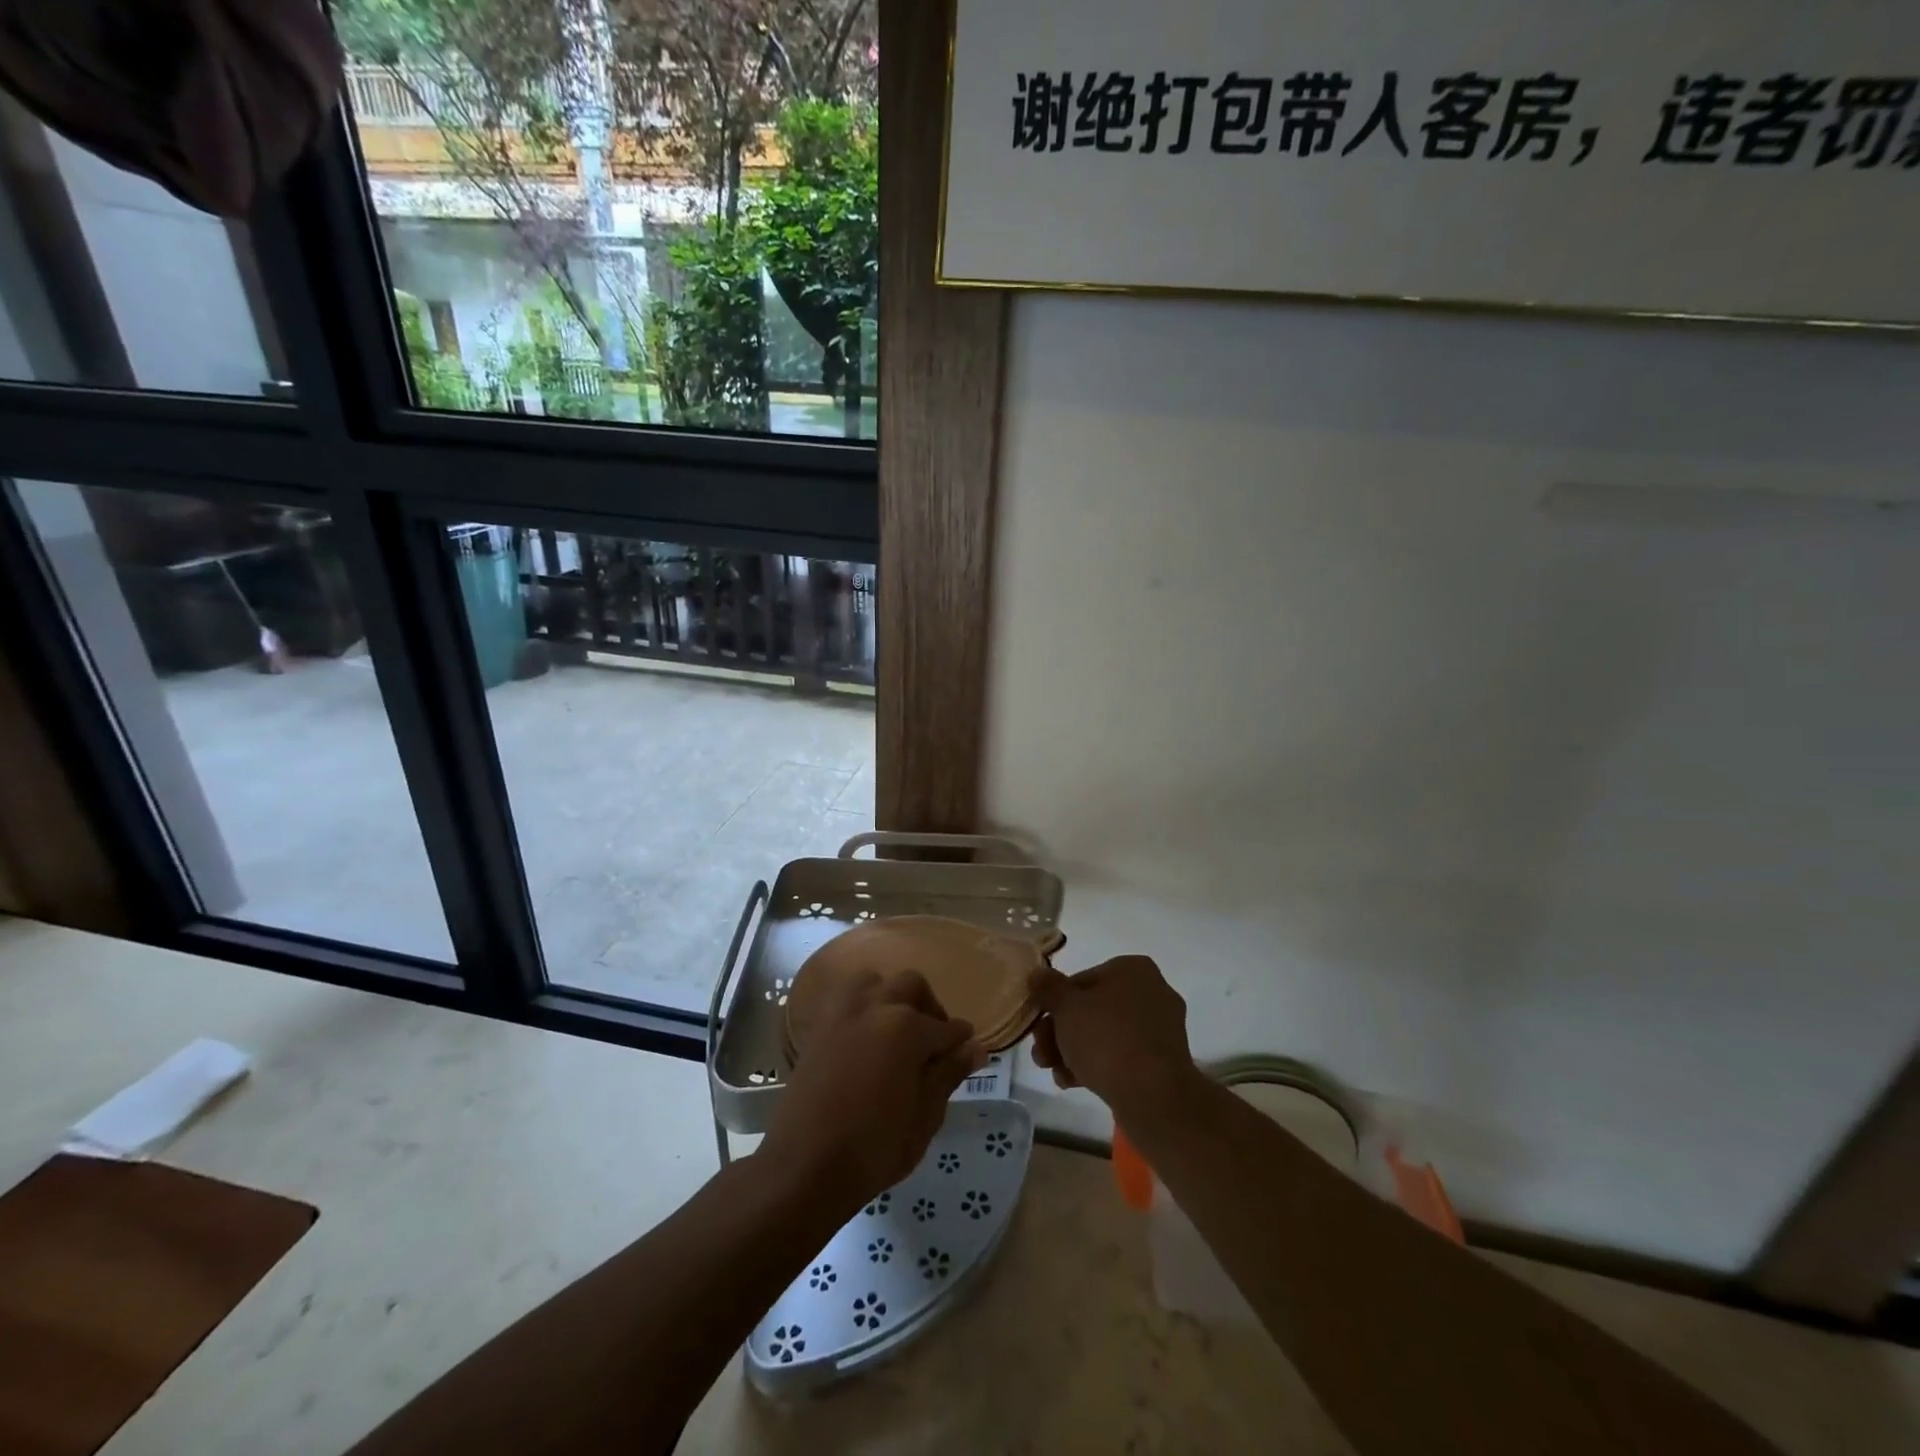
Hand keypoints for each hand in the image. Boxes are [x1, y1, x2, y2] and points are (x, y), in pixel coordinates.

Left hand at [762, 970, 982, 1215]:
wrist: (805, 1166)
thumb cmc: (875, 1147)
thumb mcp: (925, 1116)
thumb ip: (949, 1074)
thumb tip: (974, 1048)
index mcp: (907, 1028)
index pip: (946, 1027)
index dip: (961, 1040)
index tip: (968, 1051)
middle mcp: (876, 1007)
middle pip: (911, 986)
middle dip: (929, 1007)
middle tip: (934, 1042)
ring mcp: (843, 1013)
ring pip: (875, 982)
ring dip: (891, 997)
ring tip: (897, 1031)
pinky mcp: (819, 1027)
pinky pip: (846, 999)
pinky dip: (862, 1007)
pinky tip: (866, 1039)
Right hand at [1028, 956, 1200, 1122]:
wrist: (1153, 1096)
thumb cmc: (1106, 1039)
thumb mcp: (1066, 1008)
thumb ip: (1048, 988)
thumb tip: (1037, 973)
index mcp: (1133, 969)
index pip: (1081, 980)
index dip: (1054, 1002)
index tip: (1038, 1023)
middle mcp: (1151, 993)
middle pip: (1092, 1009)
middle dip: (1060, 1031)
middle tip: (1040, 1052)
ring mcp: (1160, 1029)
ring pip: (1104, 1034)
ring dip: (1073, 1050)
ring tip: (1052, 1070)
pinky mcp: (1161, 1062)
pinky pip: (1121, 1057)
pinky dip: (1096, 1065)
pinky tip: (1071, 1082)